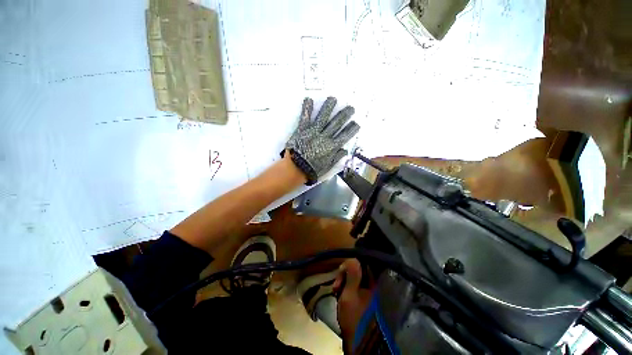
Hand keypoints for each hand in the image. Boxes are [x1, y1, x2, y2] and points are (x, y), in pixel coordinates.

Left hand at [284, 97, 359, 184]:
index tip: (356, 123)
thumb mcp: (327, 167)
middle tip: (351, 108)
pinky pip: (305, 117)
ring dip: (329, 107)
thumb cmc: (312, 170)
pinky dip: (307, 108)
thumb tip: (345, 150)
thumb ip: (336, 158)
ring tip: (333, 99)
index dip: (351, 129)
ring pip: (323, 117)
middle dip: (345, 115)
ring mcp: (313, 132)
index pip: (345, 136)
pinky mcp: (302, 130)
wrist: (296, 169)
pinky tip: (308, 99)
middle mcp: (324, 137)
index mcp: (331, 147)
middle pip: (337, 124)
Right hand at [333, 259, 373, 353]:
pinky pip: (354, 285)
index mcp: (373, 282)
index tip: (340, 271)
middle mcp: (373, 284)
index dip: (350, 264)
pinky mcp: (364, 297)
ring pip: (354, 278)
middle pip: (357, 270)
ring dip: (343, 282)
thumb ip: (352, 275)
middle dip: (344, 275)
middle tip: (336, 286)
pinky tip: (339, 294)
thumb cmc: (354, 318)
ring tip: (336, 291)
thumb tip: (353, 257)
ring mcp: (369, 291)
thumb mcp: (350, 295)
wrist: (359, 342)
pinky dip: (346, 288)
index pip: (362, 263)